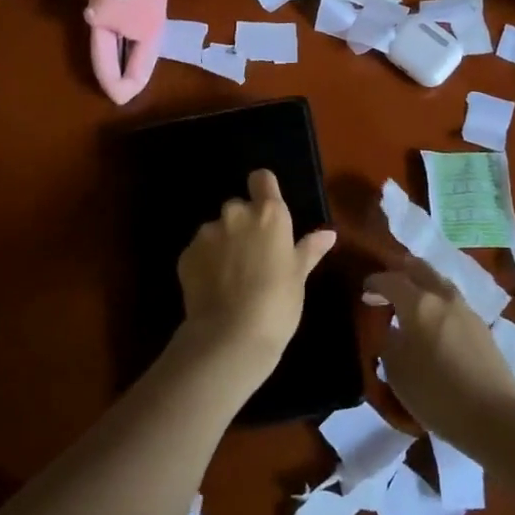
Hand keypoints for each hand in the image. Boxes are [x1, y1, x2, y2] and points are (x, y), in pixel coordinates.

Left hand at [175, 169, 335, 380]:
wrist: (230, 336)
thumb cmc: (277, 304)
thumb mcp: (298, 276)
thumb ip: (309, 249)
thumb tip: (328, 233)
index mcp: (269, 214)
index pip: (262, 178)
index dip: (264, 189)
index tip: (267, 209)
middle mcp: (236, 214)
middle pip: (238, 207)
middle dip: (244, 224)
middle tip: (253, 255)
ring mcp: (207, 233)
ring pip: (217, 229)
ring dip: (223, 244)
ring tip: (232, 277)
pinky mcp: (186, 254)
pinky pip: (199, 250)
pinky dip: (206, 262)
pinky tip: (214, 288)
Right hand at [363, 257, 514, 460]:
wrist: (495, 418)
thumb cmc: (437, 394)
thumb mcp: (397, 371)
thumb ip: (388, 343)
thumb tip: (391, 330)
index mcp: (418, 303)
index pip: (390, 279)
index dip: (374, 282)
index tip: (364, 290)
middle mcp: (442, 296)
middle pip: (419, 268)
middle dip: (400, 271)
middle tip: (386, 285)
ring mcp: (466, 309)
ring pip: (438, 281)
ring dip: (420, 283)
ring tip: (408, 301)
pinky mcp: (481, 326)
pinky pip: (451, 300)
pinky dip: (436, 300)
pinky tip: (432, 320)